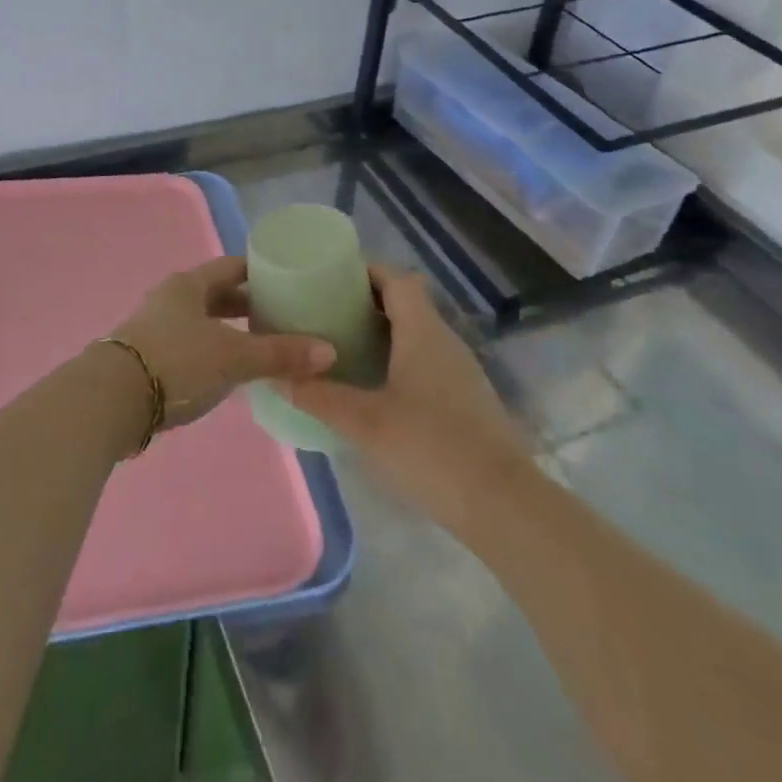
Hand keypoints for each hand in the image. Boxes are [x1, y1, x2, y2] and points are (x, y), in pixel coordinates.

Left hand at [109, 257, 335, 429]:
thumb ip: (279, 353)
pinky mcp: (150, 357)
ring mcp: (157, 327)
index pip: (232, 267)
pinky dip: (214, 352)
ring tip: (263, 346)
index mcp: (190, 284)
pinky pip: (191, 346)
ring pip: (203, 322)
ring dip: (230, 331)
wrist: (113, 400)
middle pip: (217, 294)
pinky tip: (231, 372)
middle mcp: (171, 298)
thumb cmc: (177, 362)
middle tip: (283, 317)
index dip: (260, 272)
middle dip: (248, 305)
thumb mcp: (233, 356)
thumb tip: (329, 351)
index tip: (289, 281)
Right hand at [280, 265, 533, 515]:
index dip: (365, 273)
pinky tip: (374, 391)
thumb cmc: (431, 448)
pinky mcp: (467, 403)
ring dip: (382, 336)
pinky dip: (398, 363)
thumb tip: (276, 378)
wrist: (506, 508)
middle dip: (365, 305)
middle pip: (406, 304)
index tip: (330, 281)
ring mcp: (461, 373)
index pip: (397, 279)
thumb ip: (319, 397)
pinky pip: (426, 364)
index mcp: (423, 332)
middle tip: (325, 317)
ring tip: (342, 351)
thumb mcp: (364, 423)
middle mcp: (445, 342)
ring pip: (417, 336)